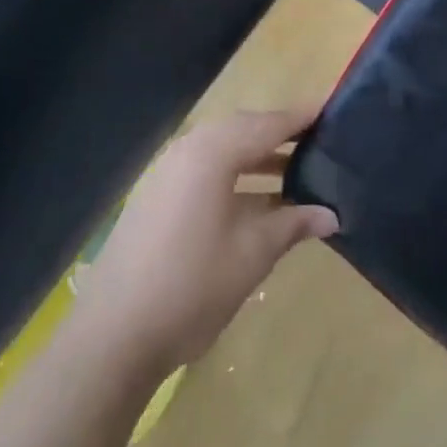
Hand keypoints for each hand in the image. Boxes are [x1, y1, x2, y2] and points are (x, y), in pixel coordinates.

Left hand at [76, 106, 337, 375]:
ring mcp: (167, 174)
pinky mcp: (157, 198)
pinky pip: (206, 170)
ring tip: (297, 172)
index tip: (334, 109)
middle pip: (245, 129)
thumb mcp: (253, 253)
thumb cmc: (192, 286)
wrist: (111, 338)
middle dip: (281, 135)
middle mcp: (188, 150)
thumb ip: (293, 224)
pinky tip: (258, 201)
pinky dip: (236, 176)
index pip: (269, 124)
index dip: (303, 117)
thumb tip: (331, 214)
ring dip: (259, 158)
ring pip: (224, 150)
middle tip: (320, 142)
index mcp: (213, 153)